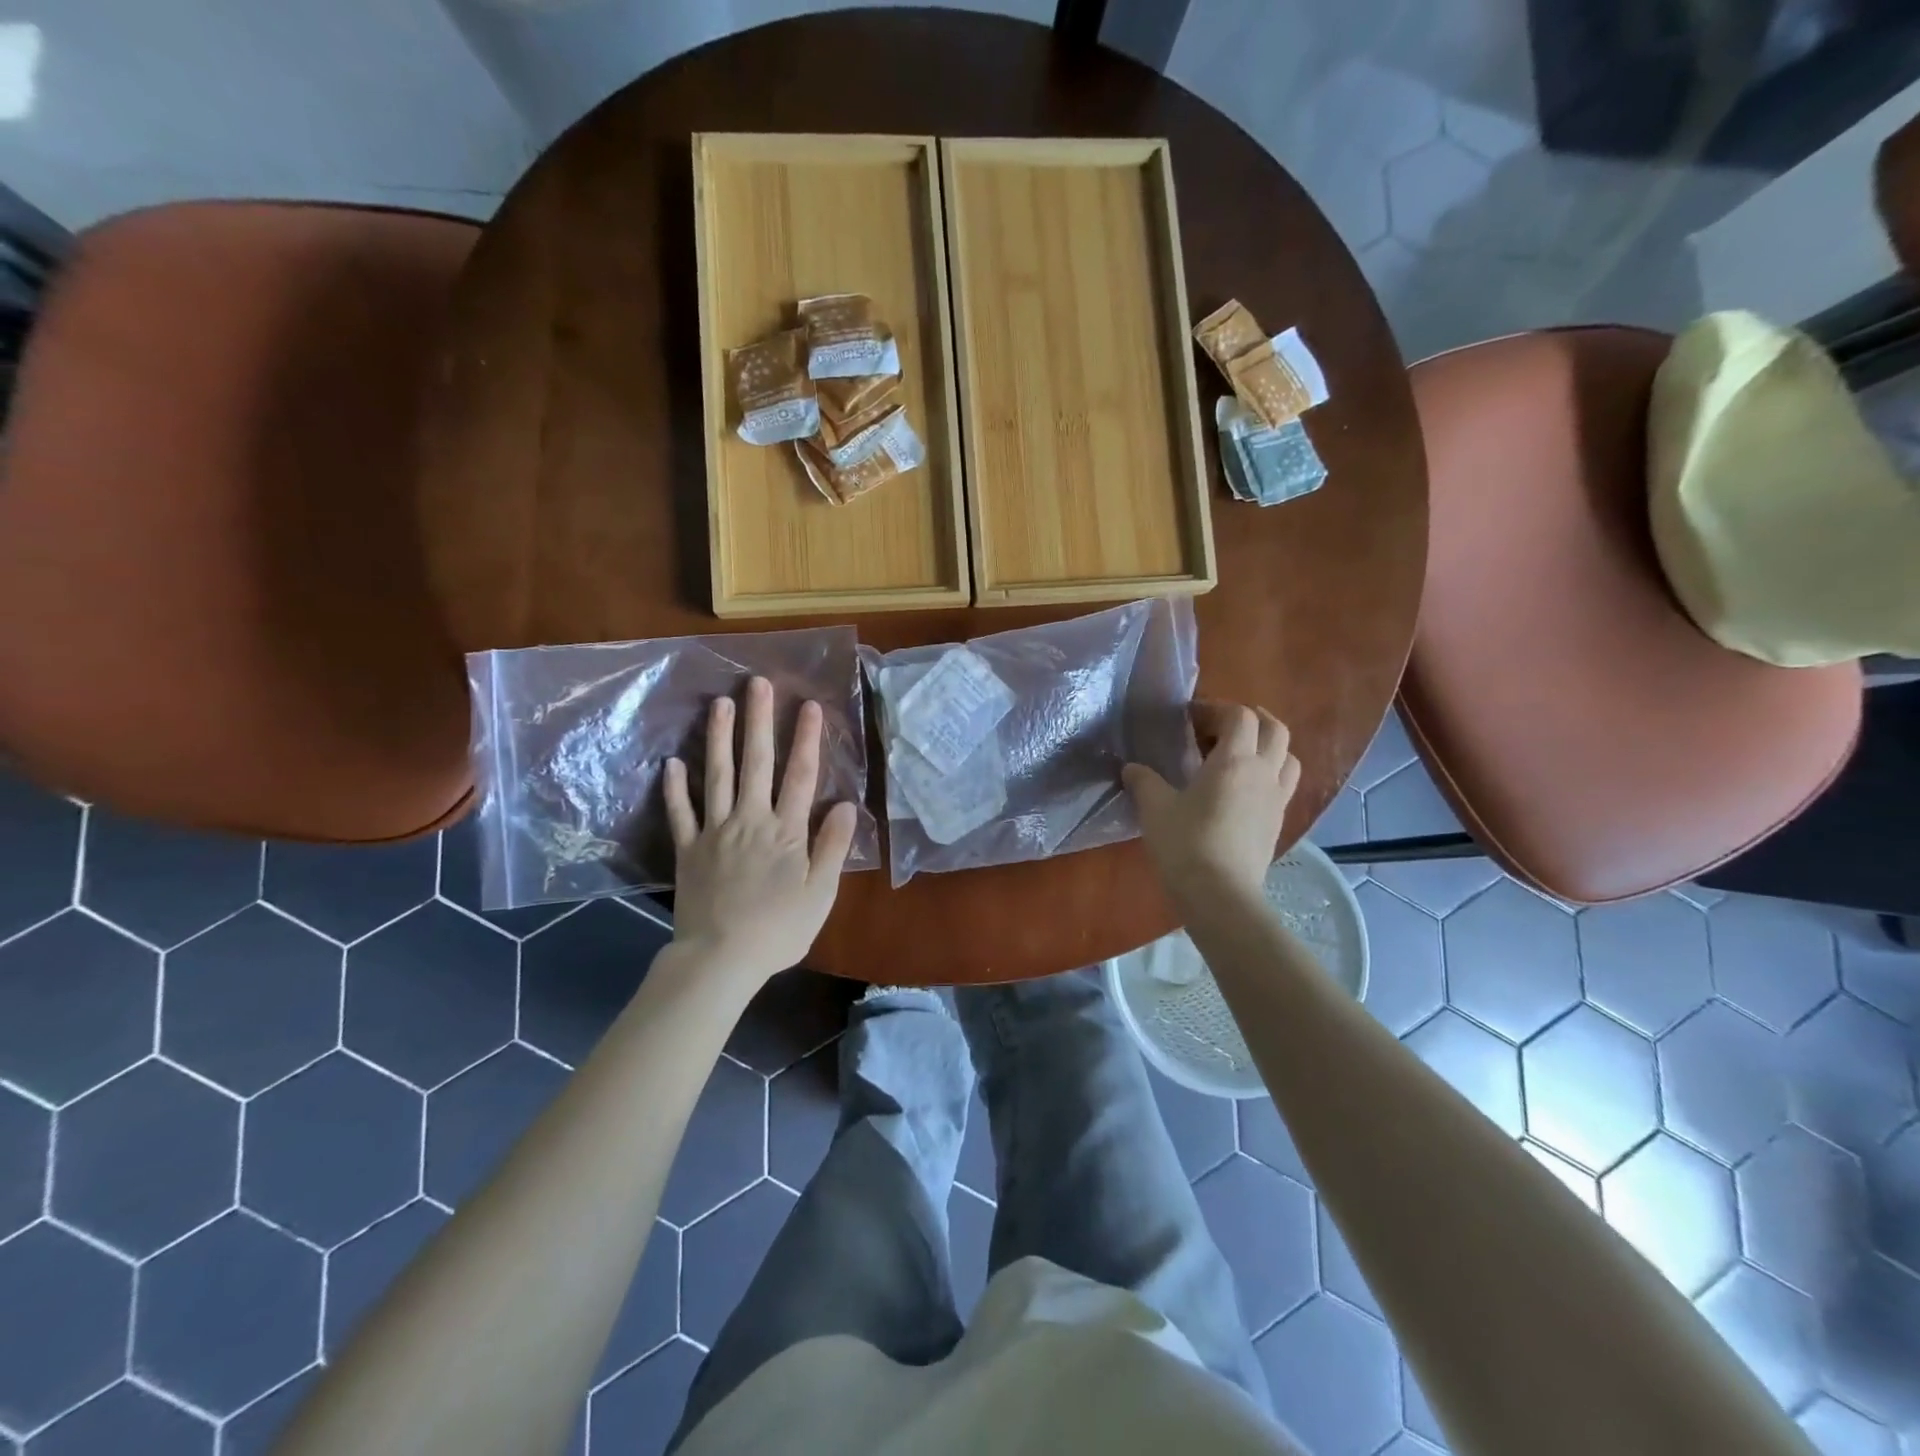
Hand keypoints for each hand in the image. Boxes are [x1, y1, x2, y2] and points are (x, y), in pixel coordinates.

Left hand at [664, 677, 858, 987]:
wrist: (720, 958)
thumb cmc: (779, 930)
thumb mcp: (820, 894)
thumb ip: (833, 846)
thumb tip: (847, 804)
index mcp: (785, 831)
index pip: (800, 776)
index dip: (806, 739)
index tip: (809, 705)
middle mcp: (750, 820)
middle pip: (756, 764)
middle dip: (759, 721)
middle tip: (757, 683)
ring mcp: (715, 832)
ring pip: (717, 776)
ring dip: (719, 738)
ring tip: (720, 704)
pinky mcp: (688, 850)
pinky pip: (680, 813)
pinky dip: (675, 788)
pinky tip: (673, 763)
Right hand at [1123, 702, 1300, 911]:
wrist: (1220, 895)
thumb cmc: (1185, 844)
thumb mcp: (1155, 808)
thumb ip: (1143, 781)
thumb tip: (1131, 768)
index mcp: (1234, 760)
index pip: (1239, 716)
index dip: (1216, 709)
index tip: (1190, 718)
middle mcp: (1263, 772)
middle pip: (1275, 729)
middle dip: (1251, 719)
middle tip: (1220, 728)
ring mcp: (1276, 799)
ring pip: (1287, 756)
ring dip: (1267, 746)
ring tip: (1239, 756)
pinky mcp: (1277, 822)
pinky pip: (1283, 785)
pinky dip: (1268, 774)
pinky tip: (1242, 790)